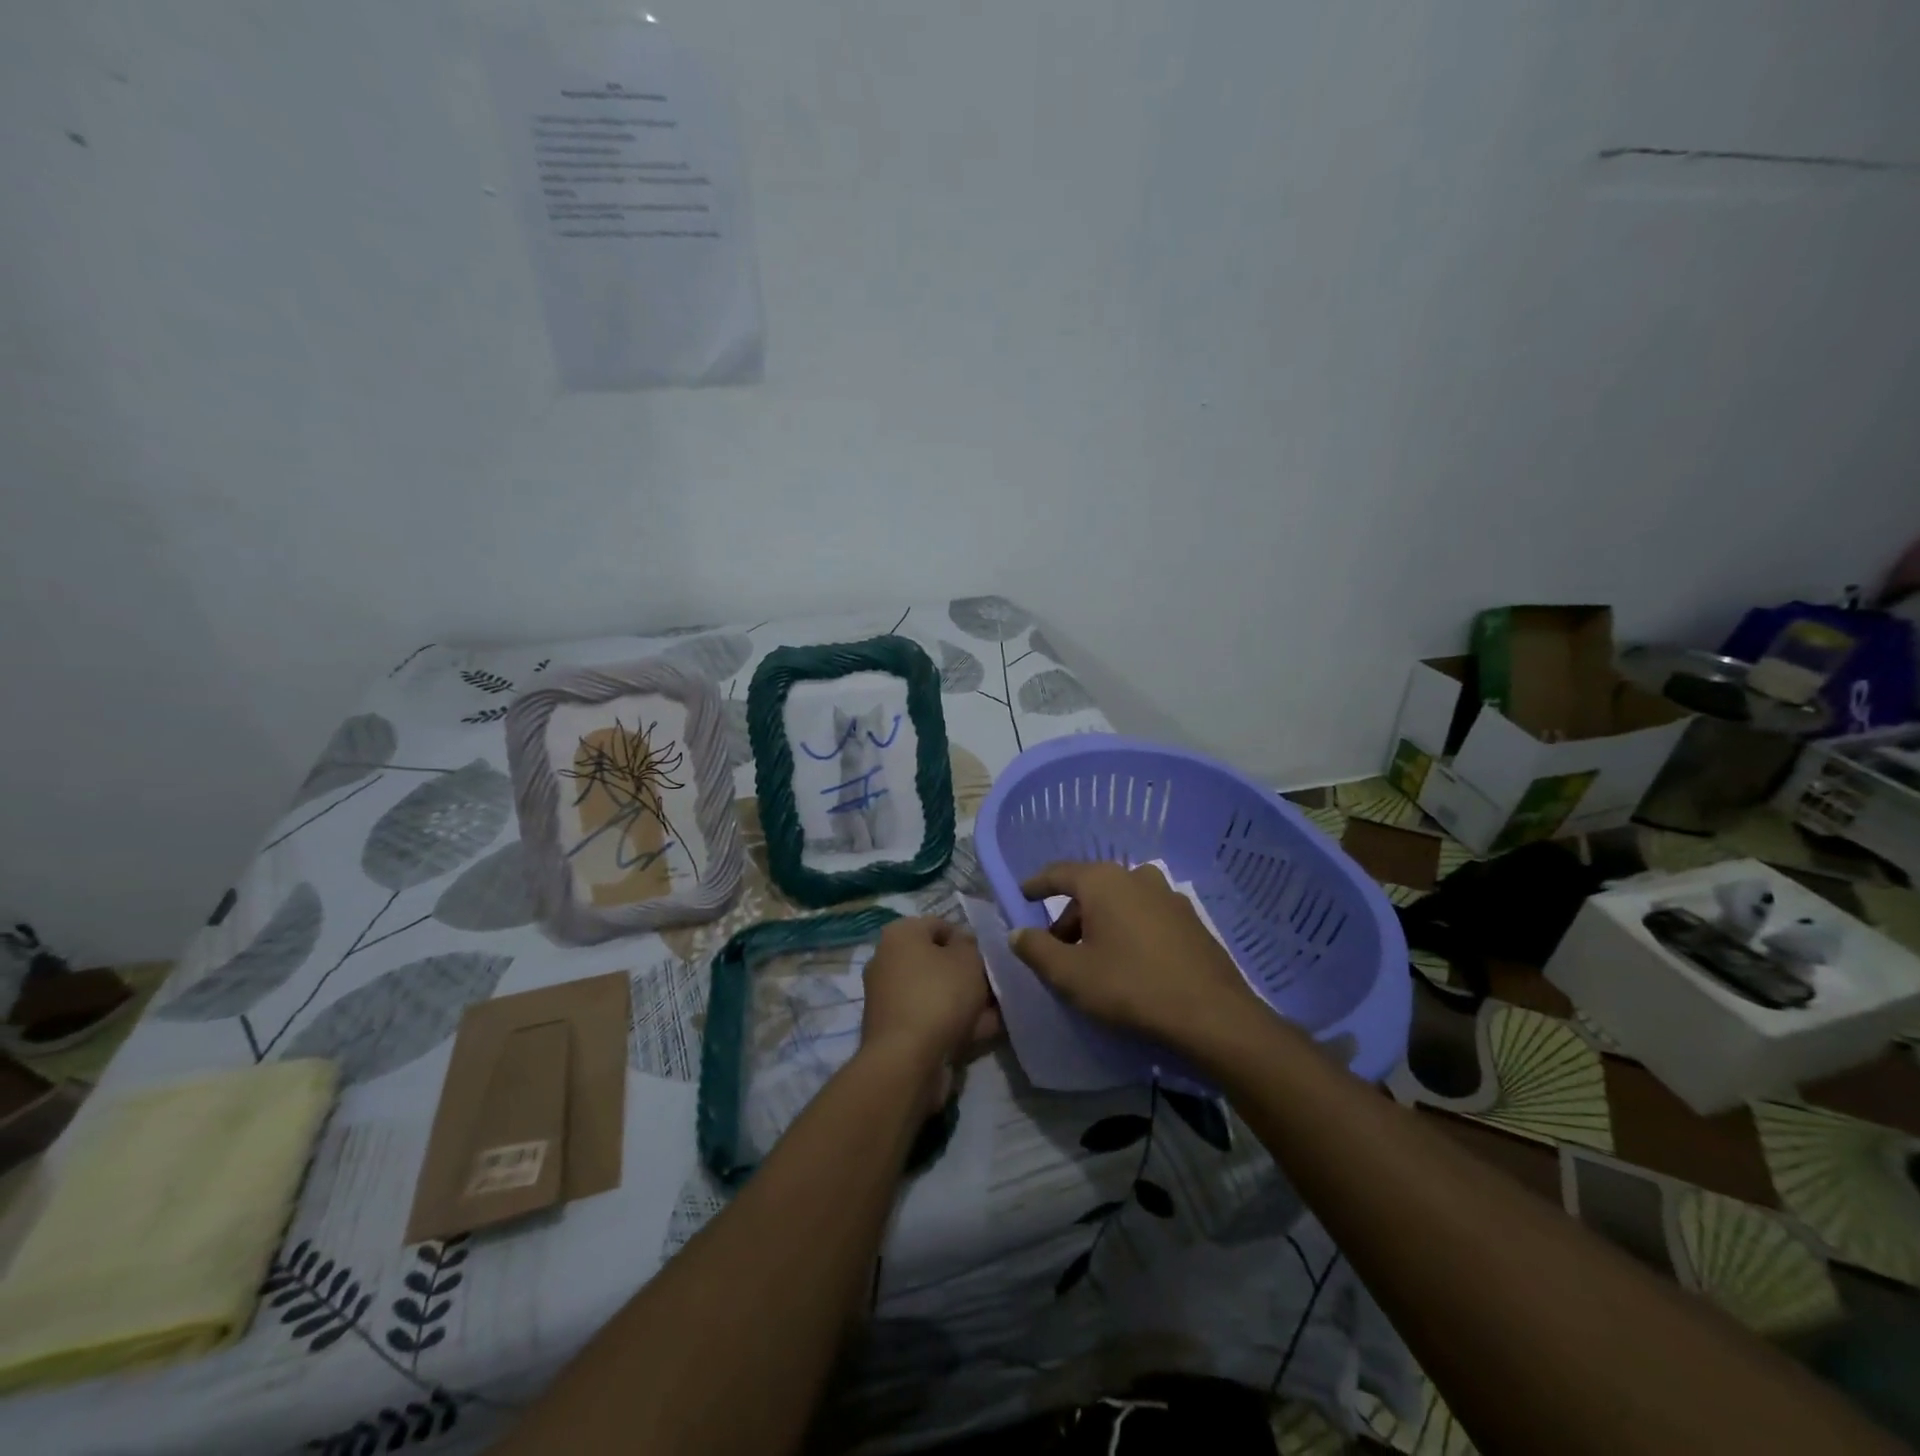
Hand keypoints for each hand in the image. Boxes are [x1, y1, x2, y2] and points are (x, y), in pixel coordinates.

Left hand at [860, 918, 1001, 1110]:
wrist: (906, 1060)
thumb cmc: (939, 996)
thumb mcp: (968, 960)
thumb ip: (970, 944)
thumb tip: (962, 942)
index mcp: (900, 935)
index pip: (939, 925)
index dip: (967, 939)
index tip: (987, 958)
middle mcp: (888, 960)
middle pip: (937, 961)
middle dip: (967, 974)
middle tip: (994, 986)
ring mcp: (889, 997)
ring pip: (937, 992)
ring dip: (965, 1001)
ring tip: (997, 1012)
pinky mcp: (895, 1029)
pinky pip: (931, 1017)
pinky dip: (954, 1023)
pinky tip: (983, 1032)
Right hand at [1009, 861, 1263, 1052]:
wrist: (1212, 1015)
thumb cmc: (1130, 987)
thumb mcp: (1070, 975)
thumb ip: (1036, 949)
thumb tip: (1018, 933)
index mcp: (1103, 882)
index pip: (1059, 873)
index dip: (1036, 885)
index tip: (1022, 896)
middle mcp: (1136, 877)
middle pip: (1090, 890)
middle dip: (1069, 916)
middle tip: (1057, 948)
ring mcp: (1168, 896)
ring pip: (1120, 902)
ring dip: (1100, 923)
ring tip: (1092, 958)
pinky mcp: (1190, 919)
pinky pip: (1145, 915)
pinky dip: (1128, 929)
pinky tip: (1129, 961)